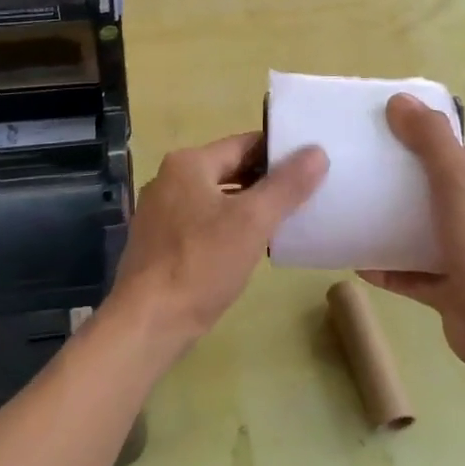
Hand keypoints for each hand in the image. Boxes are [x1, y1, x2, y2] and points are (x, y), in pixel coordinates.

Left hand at [110, 132, 327, 354]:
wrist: (148, 322)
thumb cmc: (201, 263)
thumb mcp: (252, 221)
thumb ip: (287, 184)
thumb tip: (316, 151)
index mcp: (188, 163)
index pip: (245, 143)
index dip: (280, 151)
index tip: (313, 162)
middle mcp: (169, 179)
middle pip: (229, 169)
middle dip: (266, 180)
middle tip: (307, 192)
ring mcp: (161, 212)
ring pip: (217, 197)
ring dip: (248, 205)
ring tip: (286, 219)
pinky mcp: (160, 242)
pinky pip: (203, 222)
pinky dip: (228, 226)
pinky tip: (250, 246)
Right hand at [359, 94, 464, 376]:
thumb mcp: (457, 179)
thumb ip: (431, 139)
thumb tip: (400, 101)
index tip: (432, 151)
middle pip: (463, 191)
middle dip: (427, 185)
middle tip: (390, 178)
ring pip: (440, 233)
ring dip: (407, 227)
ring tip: (371, 214)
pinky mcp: (458, 291)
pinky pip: (419, 275)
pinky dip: (394, 269)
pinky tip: (362, 262)